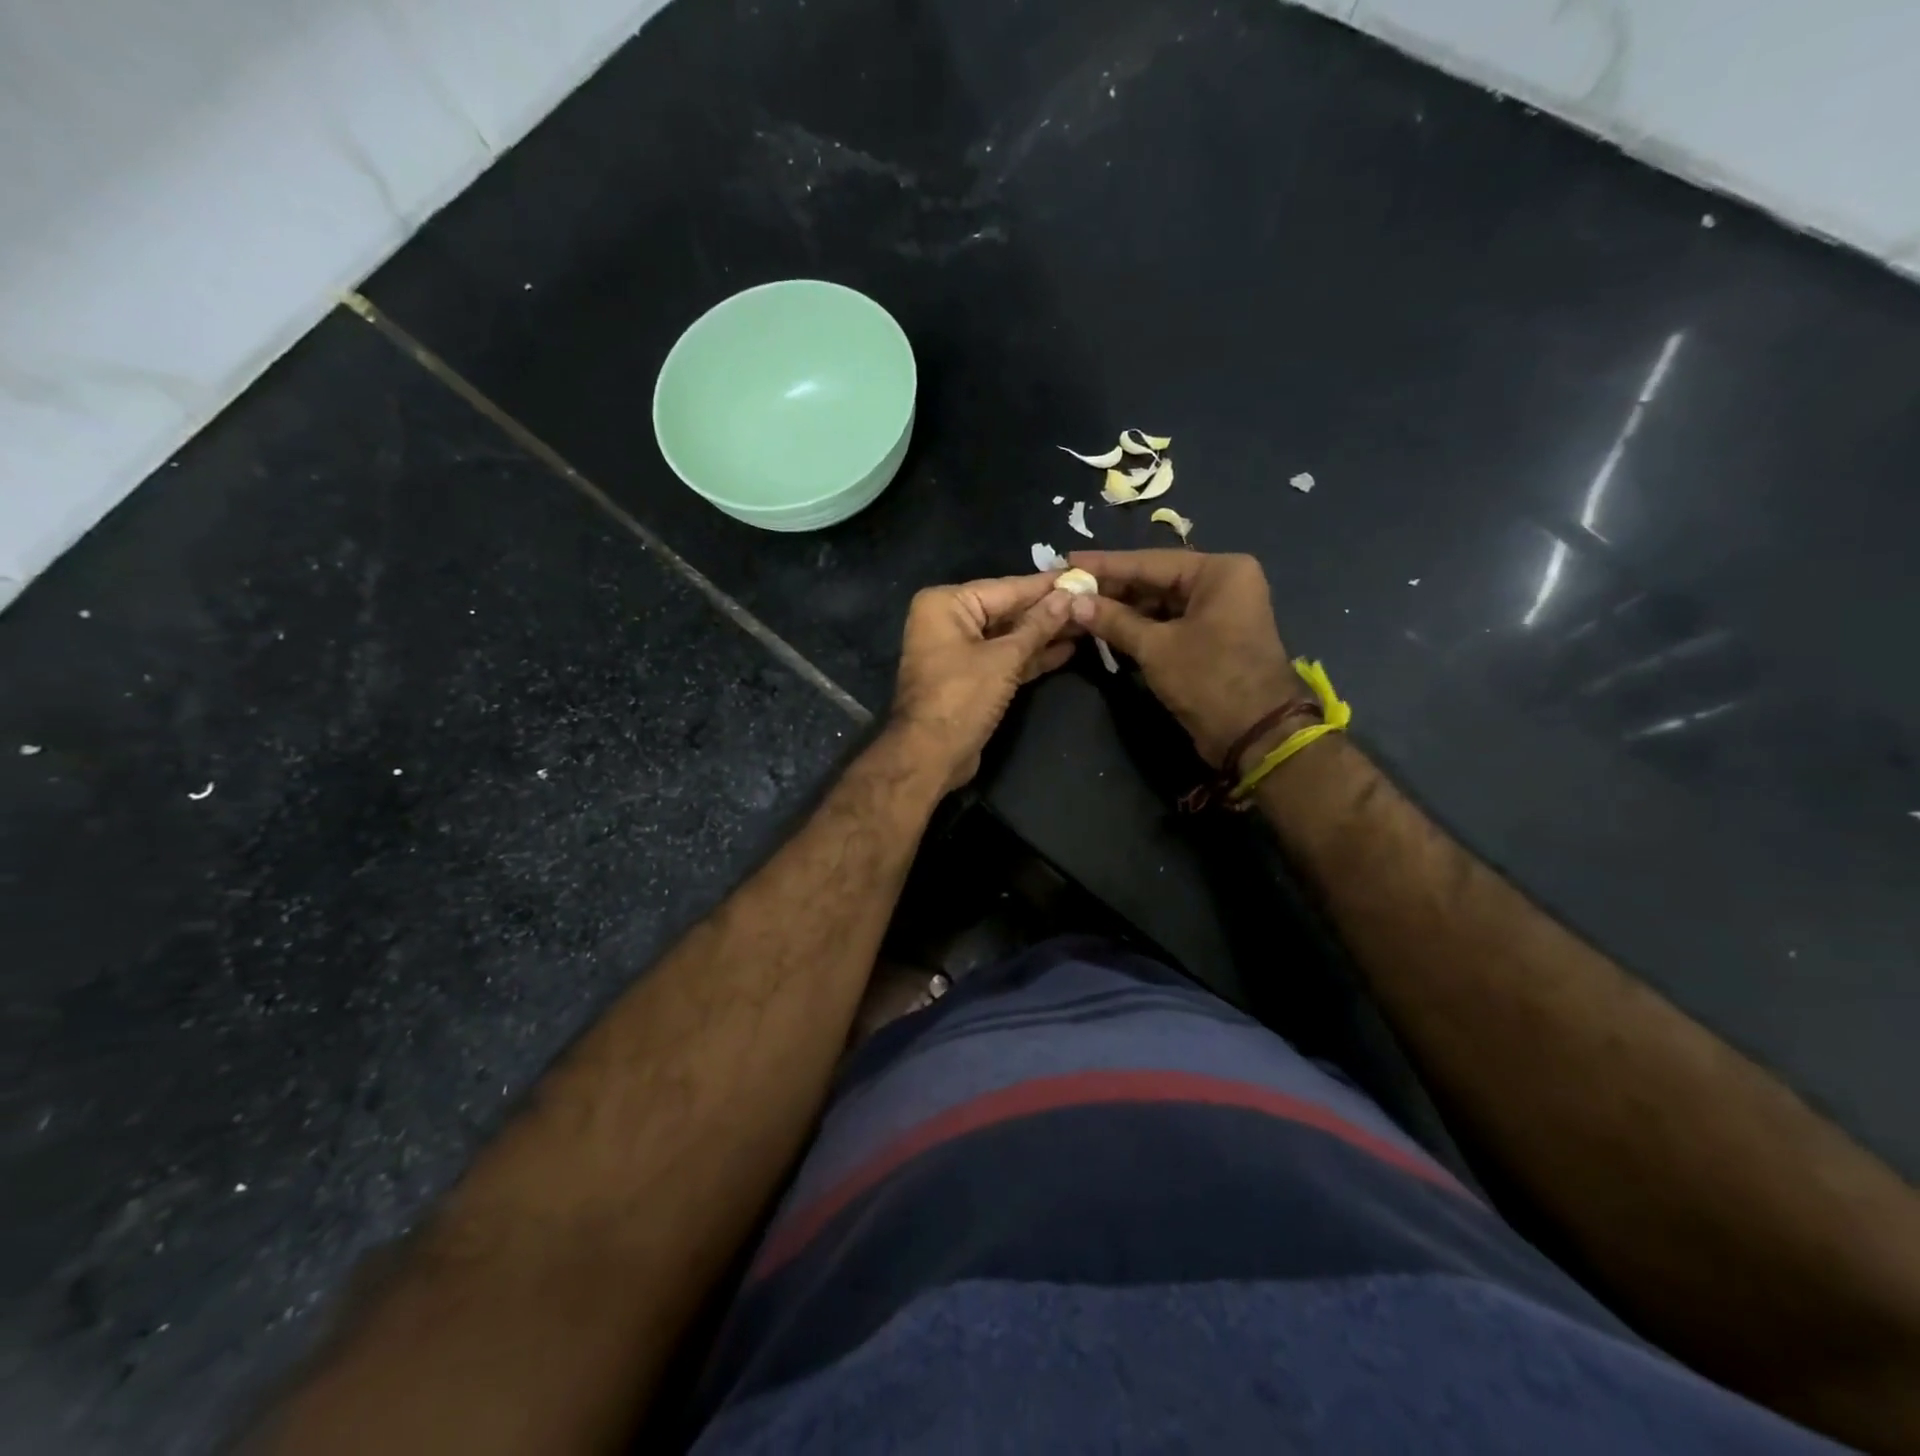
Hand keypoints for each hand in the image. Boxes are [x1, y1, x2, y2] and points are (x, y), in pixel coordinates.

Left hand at [890, 573, 1075, 792]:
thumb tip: (1068, 596)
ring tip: (1088, 622)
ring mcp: (959, 650)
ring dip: (1045, 634)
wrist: (930, 756)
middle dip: (1049, 610)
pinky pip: (1005, 658)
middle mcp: (949, 620)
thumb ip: (1038, 626)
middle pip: (1008, 610)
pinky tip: (1068, 649)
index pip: (1007, 588)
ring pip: (1009, 636)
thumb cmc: (961, 698)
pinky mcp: (972, 677)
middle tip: (1093, 599)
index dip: (1047, 585)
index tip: (1083, 574)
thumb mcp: (1004, 658)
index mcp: (947, 604)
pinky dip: (1032, 656)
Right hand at [1065, 550, 1301, 768]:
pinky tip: (1106, 627)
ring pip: (1160, 602)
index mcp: (1219, 571)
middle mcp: (1223, 582)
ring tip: (1080, 608)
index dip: (1106, 564)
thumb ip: (1114, 620)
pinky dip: (1140, 626)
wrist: (1255, 734)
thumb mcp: (1156, 647)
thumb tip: (1074, 602)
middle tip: (1069, 587)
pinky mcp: (1212, 637)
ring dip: (1123, 609)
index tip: (1068, 560)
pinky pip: (1169, 622)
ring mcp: (1219, 610)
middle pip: (1156, 579)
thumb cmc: (1209, 679)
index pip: (1150, 561)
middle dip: (1113, 588)